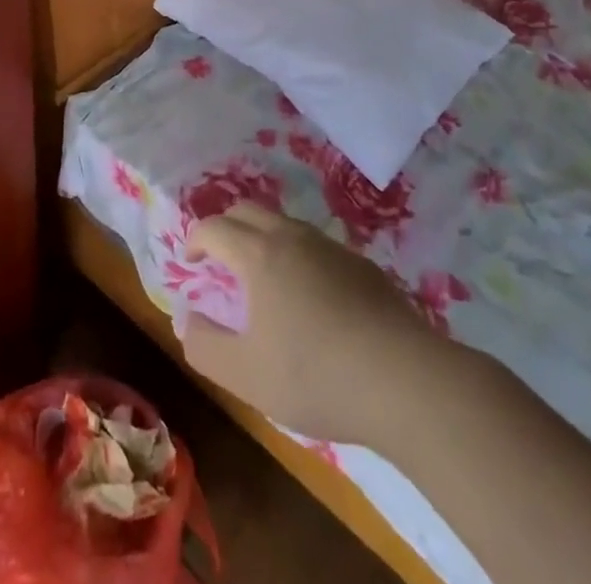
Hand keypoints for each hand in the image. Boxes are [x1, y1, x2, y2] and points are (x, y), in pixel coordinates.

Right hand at [181, 204, 440, 449]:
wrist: (405, 381)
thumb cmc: (314, 375)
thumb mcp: (245, 374)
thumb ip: (205, 346)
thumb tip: (185, 319)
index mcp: (258, 254)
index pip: (214, 227)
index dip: (195, 239)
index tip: (190, 261)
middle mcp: (292, 237)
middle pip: (248, 210)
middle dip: (226, 227)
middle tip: (219, 258)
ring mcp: (331, 247)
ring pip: (285, 224)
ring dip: (264, 239)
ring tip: (264, 278)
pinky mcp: (363, 266)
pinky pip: (317, 247)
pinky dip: (299, 257)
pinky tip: (313, 299)